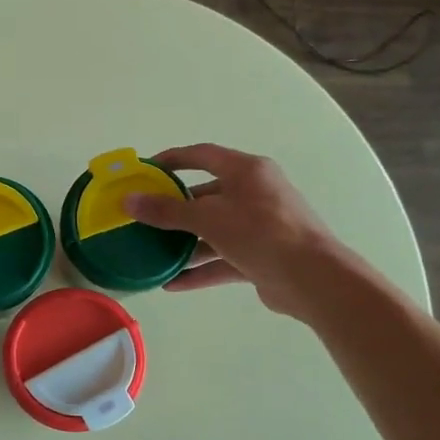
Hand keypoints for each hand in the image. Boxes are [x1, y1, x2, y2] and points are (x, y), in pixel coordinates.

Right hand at [124, 144, 343, 321]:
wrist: (312, 278)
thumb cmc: (261, 232)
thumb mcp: (209, 218)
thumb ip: (167, 211)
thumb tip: (128, 201)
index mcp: (246, 171)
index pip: (202, 155)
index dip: (172, 160)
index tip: (144, 170)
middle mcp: (254, 193)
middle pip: (206, 196)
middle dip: (174, 210)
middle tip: (143, 219)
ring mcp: (259, 226)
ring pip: (213, 230)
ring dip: (185, 244)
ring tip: (153, 254)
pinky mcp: (261, 256)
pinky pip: (223, 259)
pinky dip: (200, 269)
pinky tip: (172, 283)